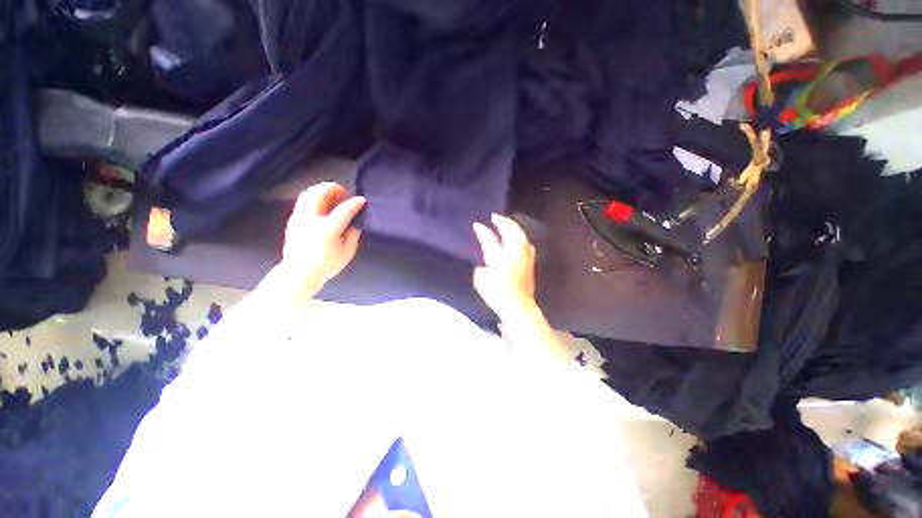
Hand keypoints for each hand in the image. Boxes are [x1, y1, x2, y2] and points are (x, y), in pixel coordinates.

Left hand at [281, 183, 365, 293]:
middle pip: (320, 193)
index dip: (355, 203)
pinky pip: (304, 201)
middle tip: (344, 193)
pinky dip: (314, 197)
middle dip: (334, 188)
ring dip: (322, 190)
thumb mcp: (347, 253)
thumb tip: (355, 223)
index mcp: (327, 229)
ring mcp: (299, 218)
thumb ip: (353, 236)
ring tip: (332, 196)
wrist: (299, 273)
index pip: (344, 210)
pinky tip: (322, 205)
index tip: (362, 200)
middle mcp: (311, 219)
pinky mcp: (293, 220)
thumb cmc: (326, 265)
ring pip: (308, 193)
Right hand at [472, 214, 537, 320]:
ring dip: (514, 227)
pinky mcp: (530, 263)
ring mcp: (523, 257)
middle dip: (503, 222)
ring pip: (521, 236)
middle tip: (496, 216)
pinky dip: (522, 238)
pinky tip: (521, 239)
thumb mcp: (481, 282)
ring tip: (508, 223)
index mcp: (499, 258)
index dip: (483, 231)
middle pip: (510, 232)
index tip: (477, 225)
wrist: (518, 306)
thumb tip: (486, 265)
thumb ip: (482, 269)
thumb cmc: (497, 295)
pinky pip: (527, 245)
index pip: (490, 240)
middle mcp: (513, 254)